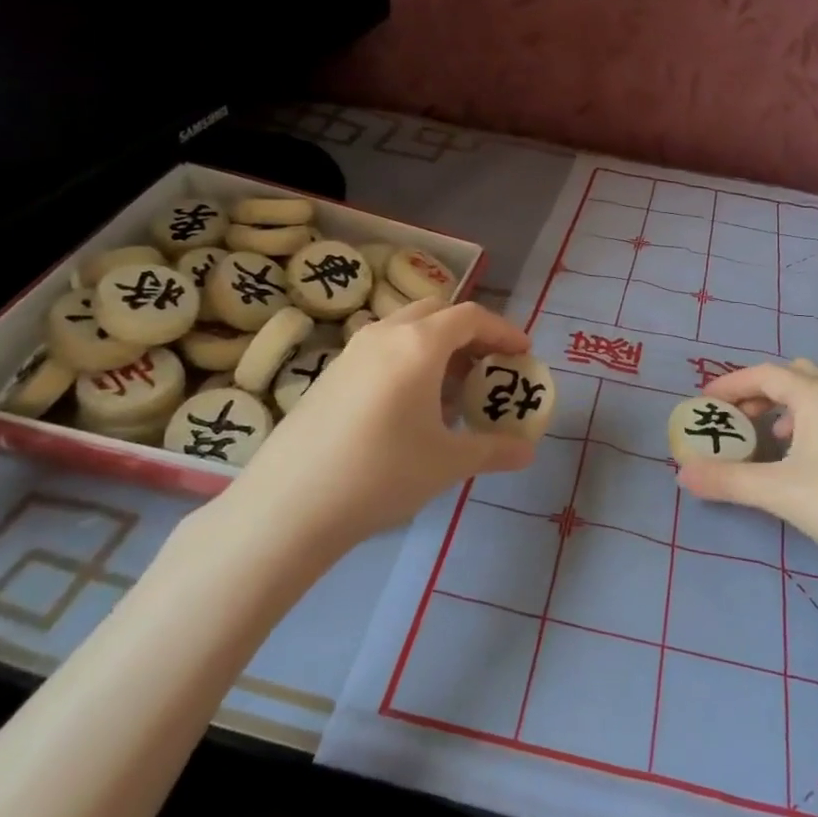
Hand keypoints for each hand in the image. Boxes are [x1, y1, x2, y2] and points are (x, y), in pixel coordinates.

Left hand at [235, 299, 537, 547]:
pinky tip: (410, 408)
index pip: (472, 317)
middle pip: (437, 312)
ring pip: (405, 330)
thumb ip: (494, 450)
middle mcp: (384, 334)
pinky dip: (408, 361)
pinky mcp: (330, 374)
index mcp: (419, 344)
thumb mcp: (448, 463)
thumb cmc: (381, 473)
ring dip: (437, 347)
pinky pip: (381, 350)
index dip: (503, 331)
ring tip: (453, 390)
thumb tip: (527, 451)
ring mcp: (351, 352)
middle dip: (470, 334)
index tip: (523, 354)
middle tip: (489, 367)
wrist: (290, 504)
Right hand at [675, 362, 817, 577]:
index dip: (730, 385)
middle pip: (795, 374)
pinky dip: (814, 421)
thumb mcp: (778, 492)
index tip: (704, 403)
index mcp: (817, 395)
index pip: (765, 374)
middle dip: (761, 391)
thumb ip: (728, 480)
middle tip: (739, 420)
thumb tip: (683, 474)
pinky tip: (809, 457)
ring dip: (791, 403)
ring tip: (775, 435)